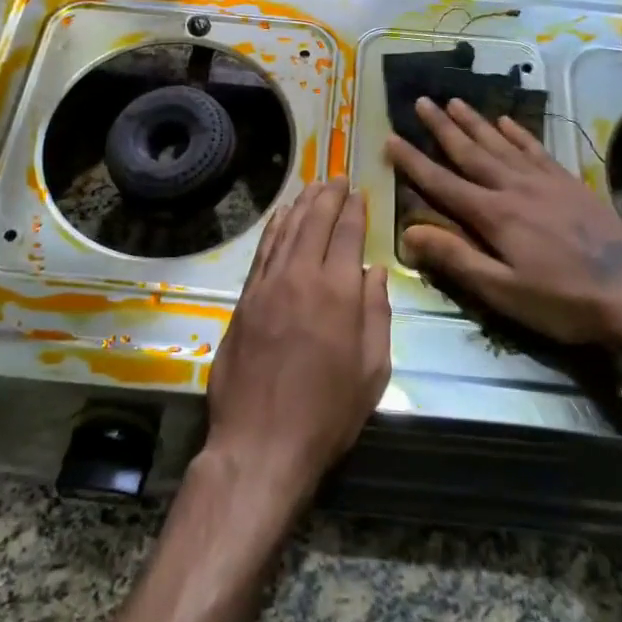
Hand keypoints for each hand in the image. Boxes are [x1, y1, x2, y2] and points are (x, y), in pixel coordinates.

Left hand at [204, 179, 390, 510]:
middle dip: (328, 196)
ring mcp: (267, 286)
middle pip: (315, 222)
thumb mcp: (373, 371)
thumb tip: (373, 273)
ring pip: (286, 231)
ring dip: (301, 204)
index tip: (360, 191)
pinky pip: (262, 252)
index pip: (347, 234)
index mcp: (338, 293)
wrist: (261, 443)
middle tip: (338, 177)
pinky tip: (281, 217)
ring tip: (312, 186)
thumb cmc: (328, 414)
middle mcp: (301, 277)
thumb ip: (377, 315)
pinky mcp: (245, 300)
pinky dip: (274, 228)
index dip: (355, 209)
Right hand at [386, 98, 621, 349]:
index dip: (413, 162)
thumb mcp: (504, 291)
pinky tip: (507, 121)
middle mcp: (514, 188)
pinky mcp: (569, 183)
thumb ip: (457, 259)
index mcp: (494, 215)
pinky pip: (536, 149)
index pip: (442, 183)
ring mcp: (545, 181)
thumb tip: (410, 232)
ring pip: (501, 143)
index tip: (391, 138)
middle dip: (442, 127)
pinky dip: (518, 133)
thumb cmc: (563, 301)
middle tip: (421, 101)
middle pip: (470, 152)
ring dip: (475, 122)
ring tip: (454, 101)